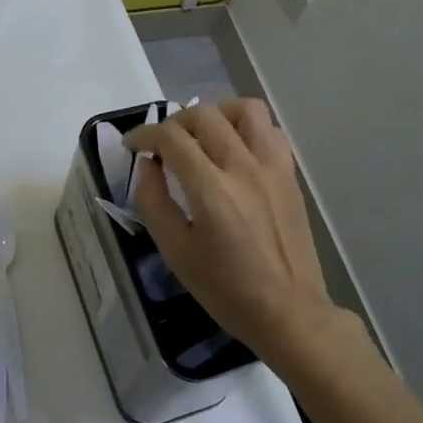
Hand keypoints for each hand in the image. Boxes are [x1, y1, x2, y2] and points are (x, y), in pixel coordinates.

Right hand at [127, 101, 337, 367]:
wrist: (289, 311)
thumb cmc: (226, 289)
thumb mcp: (175, 252)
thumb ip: (153, 202)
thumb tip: (147, 165)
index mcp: (211, 190)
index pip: (171, 138)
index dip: (144, 134)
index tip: (132, 145)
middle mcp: (243, 167)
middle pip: (204, 115)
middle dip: (174, 123)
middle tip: (162, 145)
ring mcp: (272, 167)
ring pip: (244, 110)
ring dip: (215, 114)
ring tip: (202, 136)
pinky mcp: (289, 174)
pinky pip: (269, 130)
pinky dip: (246, 128)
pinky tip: (234, 149)